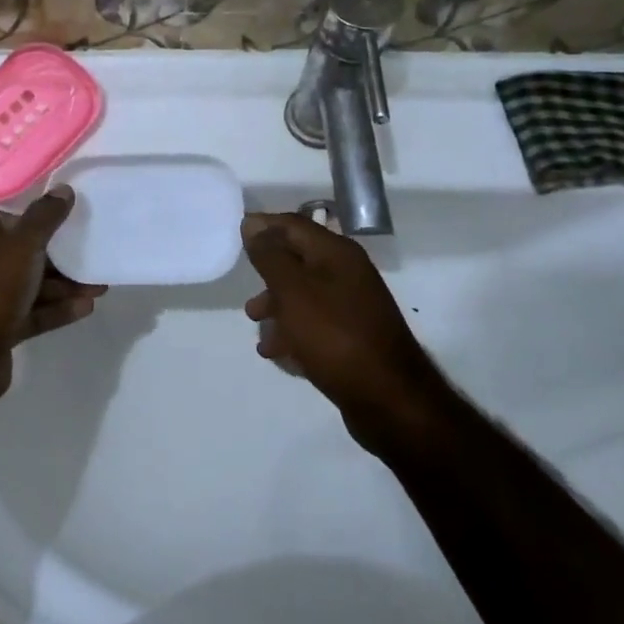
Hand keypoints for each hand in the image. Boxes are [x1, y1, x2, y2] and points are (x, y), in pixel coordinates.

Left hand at [0, 184, 105, 399]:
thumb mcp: (20, 246)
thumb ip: (44, 218)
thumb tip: (64, 189)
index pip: (3, 220)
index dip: (34, 219)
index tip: (65, 222)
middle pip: (21, 255)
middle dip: (58, 257)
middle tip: (91, 254)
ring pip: (30, 286)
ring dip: (64, 285)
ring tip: (100, 285)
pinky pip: (32, 313)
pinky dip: (56, 309)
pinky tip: (86, 307)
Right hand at [241, 212, 440, 446]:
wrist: (388, 399)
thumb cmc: (334, 335)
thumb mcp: (293, 291)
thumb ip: (270, 256)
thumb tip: (253, 224)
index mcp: (336, 253)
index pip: (294, 225)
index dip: (263, 226)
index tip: (234, 236)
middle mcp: (347, 273)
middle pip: (298, 260)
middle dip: (268, 272)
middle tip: (243, 287)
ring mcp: (352, 307)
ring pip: (304, 295)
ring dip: (276, 306)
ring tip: (255, 325)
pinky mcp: (352, 337)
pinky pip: (314, 324)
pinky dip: (292, 332)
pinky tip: (276, 352)